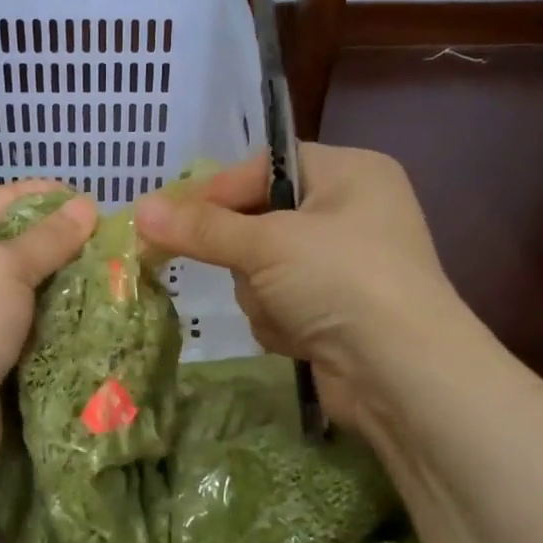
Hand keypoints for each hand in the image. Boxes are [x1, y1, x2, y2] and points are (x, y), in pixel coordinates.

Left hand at [0, 180, 96, 461]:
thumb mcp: (3, 270)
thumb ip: (47, 238)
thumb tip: (87, 207)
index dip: (32, 199)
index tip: (82, 202)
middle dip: (47, 242)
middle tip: (97, 239)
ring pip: (9, 285)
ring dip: (50, 280)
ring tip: (100, 270)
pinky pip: (13, 319)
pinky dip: (43, 314)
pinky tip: (81, 307)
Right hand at [135, 144, 466, 434]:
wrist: (403, 375)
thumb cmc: (341, 281)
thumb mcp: (267, 243)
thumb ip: (202, 227)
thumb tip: (140, 209)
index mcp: (349, 173)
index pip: (263, 167)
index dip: (216, 191)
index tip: (169, 218)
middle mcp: (350, 213)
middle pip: (258, 221)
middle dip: (245, 256)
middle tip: (243, 270)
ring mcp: (343, 267)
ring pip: (261, 269)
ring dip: (261, 294)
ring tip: (288, 311)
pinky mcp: (334, 312)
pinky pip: (278, 303)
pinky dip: (279, 321)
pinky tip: (300, 337)